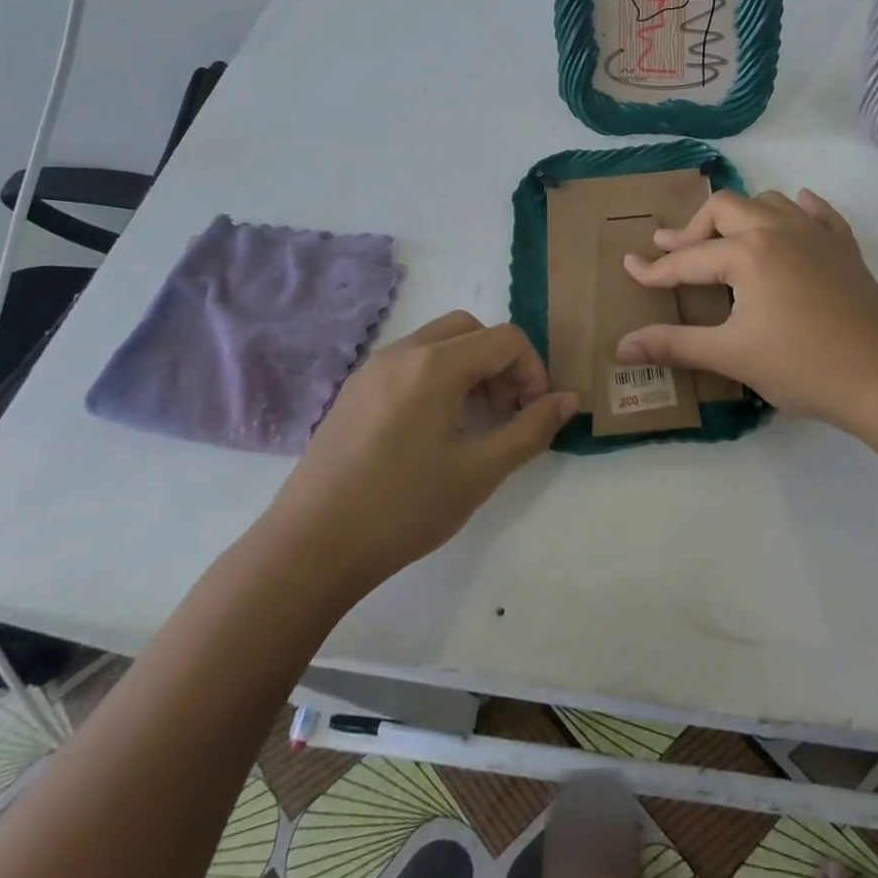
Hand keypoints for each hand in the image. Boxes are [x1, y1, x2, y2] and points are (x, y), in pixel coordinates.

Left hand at [266, 311, 576, 596]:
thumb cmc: (402, 509)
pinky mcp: (354, 390)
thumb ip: (531, 430)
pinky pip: (410, 361)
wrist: (308, 549)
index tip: (533, 414)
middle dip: (501, 362)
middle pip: (471, 329)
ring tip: (474, 421)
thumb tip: (569, 400)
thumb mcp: (479, 472)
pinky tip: (433, 429)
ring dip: (470, 367)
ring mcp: (373, 368)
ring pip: (438, 341)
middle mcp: (403, 351)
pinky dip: (438, 376)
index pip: (505, 339)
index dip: (533, 370)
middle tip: (506, 411)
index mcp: (435, 364)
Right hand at [616, 189, 877, 442]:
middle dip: (695, 227)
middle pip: (725, 208)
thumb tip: (621, 347)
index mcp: (748, 253)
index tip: (630, 267)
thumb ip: (675, 345)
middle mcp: (778, 229)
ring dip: (742, 214)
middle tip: (675, 250)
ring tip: (728, 240)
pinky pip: (817, 212)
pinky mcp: (844, 247)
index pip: (689, 259)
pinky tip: (795, 216)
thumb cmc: (804, 366)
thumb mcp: (732, 355)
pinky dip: (798, 210)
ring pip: (769, 202)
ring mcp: (816, 234)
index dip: (655, 268)